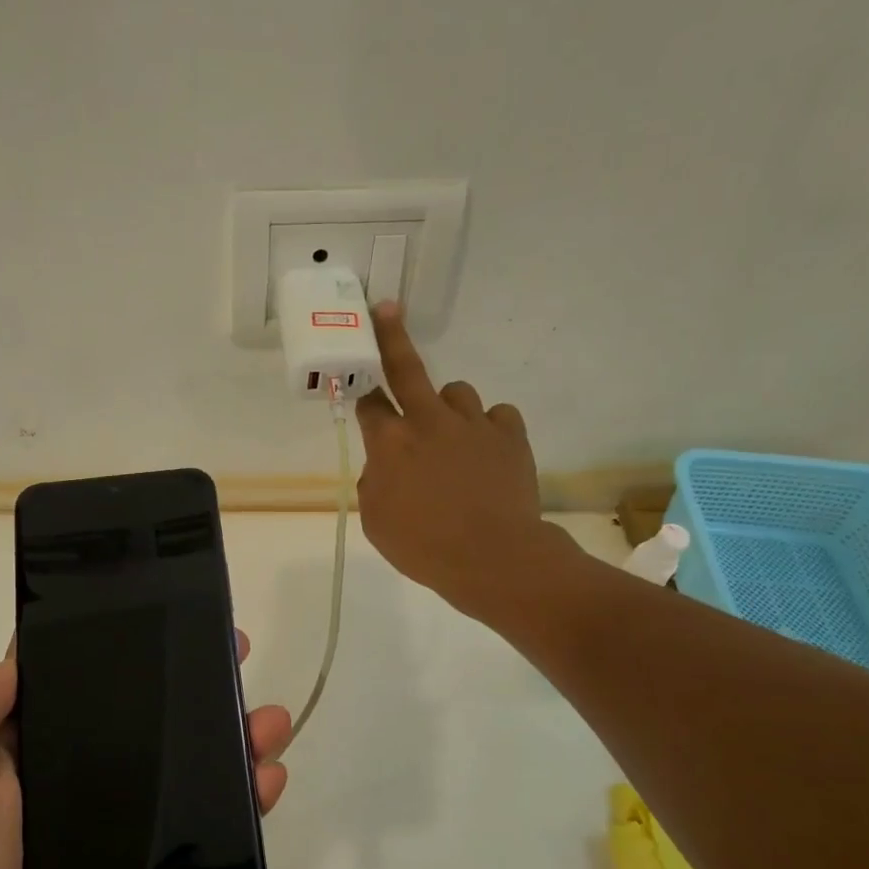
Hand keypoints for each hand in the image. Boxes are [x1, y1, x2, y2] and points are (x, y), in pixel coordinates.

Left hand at [0, 633, 289, 868]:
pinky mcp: (152, 867)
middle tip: (236, 654)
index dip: (119, 645)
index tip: (162, 615)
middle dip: (194, 685)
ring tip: (270, 720)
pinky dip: (242, 799)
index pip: (83, 683)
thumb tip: (21, 655)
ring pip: (186, 765)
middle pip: (149, 717)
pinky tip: (270, 777)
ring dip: (232, 736)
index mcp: (32, 750)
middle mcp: (81, 776)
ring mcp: (122, 822)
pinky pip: (203, 824)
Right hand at [354, 302, 569, 617]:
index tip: (359, 382)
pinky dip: (489, 428)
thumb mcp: (377, 522)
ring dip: (449, 408)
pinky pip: (496, 415)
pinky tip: (488, 452)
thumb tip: (386, 465)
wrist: (494, 559)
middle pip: (406, 368)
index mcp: (390, 444)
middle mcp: (429, 422)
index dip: (361, 390)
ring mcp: (473, 423)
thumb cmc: (423, 547)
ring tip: (453, 438)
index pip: (369, 403)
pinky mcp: (510, 434)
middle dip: (391, 337)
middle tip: (386, 310)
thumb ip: (375, 483)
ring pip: (457, 392)